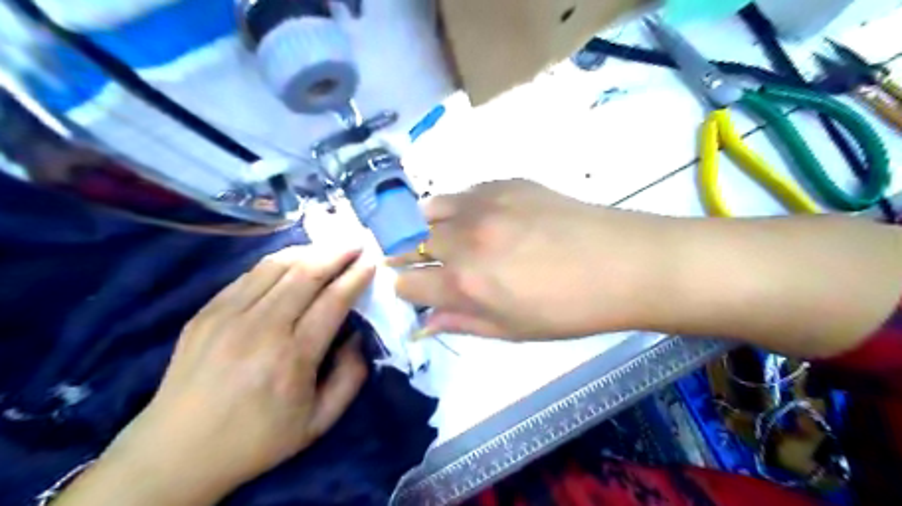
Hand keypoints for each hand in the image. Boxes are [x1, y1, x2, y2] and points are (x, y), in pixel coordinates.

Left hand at [69, 245, 373, 505]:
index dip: (356, 276)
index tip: (371, 261)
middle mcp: (260, 328)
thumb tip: (357, 336)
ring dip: (309, 250)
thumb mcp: (319, 422)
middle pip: (306, 273)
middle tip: (356, 242)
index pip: (333, 301)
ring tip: (329, 247)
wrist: (175, 453)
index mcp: (292, 357)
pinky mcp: (206, 313)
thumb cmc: (256, 439)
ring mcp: (228, 316)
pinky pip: (249, 275)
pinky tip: (293, 261)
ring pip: (276, 266)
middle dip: (337, 253)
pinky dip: (278, 262)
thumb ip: (350, 378)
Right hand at [391, 181, 671, 341]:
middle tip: (439, 265)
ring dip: (432, 226)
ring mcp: (484, 205)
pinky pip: (464, 192)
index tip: (418, 290)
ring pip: (430, 210)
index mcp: (465, 283)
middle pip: (414, 243)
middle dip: (417, 258)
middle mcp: (464, 239)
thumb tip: (423, 323)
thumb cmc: (568, 309)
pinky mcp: (504, 183)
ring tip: (452, 236)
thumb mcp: (512, 330)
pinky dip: (460, 206)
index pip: (408, 282)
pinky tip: (481, 217)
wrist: (621, 263)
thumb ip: (461, 322)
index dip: (408, 289)